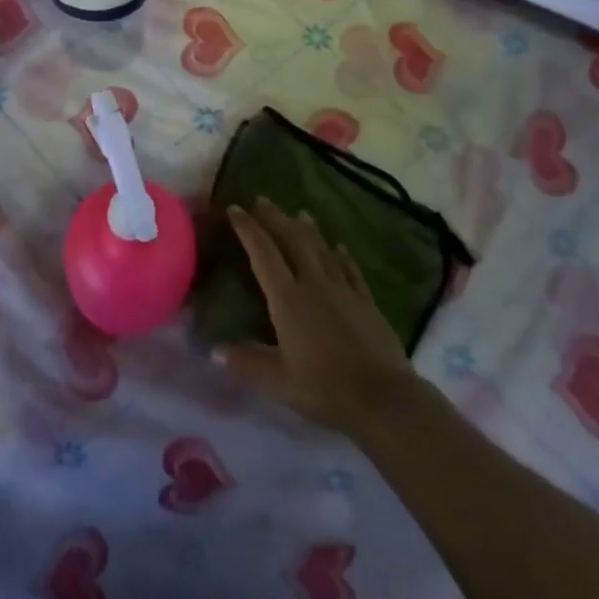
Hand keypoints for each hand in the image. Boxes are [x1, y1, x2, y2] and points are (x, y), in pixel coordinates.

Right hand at [217, 198, 420, 436]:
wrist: (384, 399)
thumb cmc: (324, 389)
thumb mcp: (277, 382)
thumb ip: (246, 362)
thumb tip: (214, 350)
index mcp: (288, 299)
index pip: (263, 254)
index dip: (248, 229)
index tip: (235, 209)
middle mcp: (314, 285)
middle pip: (292, 241)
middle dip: (275, 219)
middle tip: (262, 200)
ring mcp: (344, 291)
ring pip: (322, 250)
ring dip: (308, 230)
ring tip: (298, 213)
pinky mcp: (366, 303)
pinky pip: (350, 270)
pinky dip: (342, 256)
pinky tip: (339, 247)